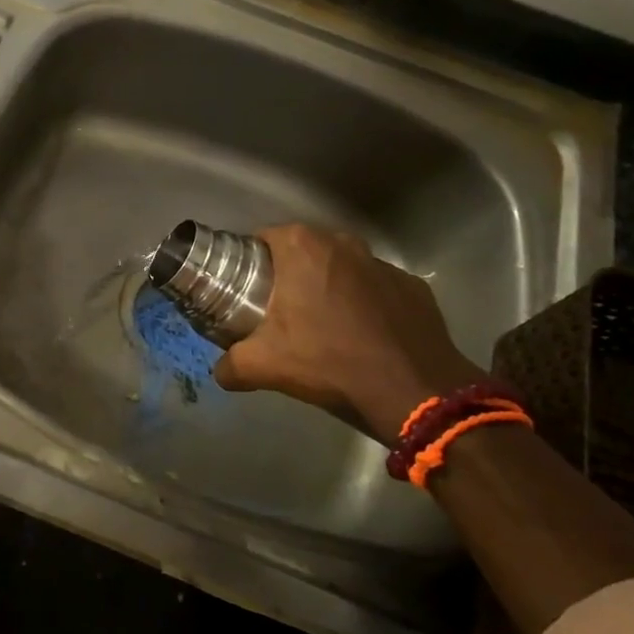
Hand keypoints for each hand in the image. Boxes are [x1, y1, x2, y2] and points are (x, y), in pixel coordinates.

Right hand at [212, 224, 484, 443]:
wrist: (413, 392)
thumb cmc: (329, 362)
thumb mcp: (264, 365)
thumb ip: (230, 364)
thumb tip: (220, 370)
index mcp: (302, 246)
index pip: (261, 240)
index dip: (248, 265)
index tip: (244, 292)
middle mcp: (342, 242)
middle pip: (301, 252)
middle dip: (288, 276)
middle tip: (278, 311)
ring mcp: (382, 263)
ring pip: (340, 269)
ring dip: (328, 288)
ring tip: (321, 325)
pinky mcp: (412, 287)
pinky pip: (375, 290)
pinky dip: (365, 305)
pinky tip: (361, 336)